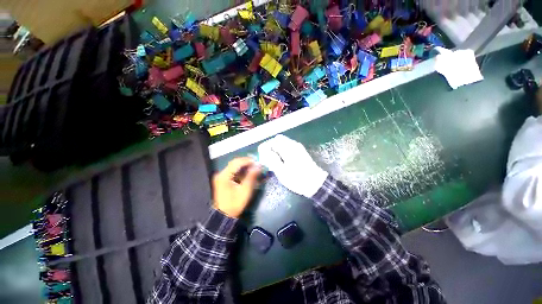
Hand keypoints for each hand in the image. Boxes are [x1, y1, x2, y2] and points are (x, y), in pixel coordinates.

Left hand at [213, 157, 260, 217]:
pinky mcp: (223, 179)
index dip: (247, 160)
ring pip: (234, 166)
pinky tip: (247, 173)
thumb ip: (251, 177)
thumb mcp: (245, 190)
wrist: (224, 215)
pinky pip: (233, 171)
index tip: (257, 162)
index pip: (236, 163)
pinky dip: (241, 171)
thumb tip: (258, 166)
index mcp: (224, 175)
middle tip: (256, 164)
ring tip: (254, 168)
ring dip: (244, 166)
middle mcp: (221, 173)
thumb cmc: (235, 204)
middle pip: (235, 163)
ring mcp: (221, 176)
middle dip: (246, 162)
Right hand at [258, 135, 327, 197]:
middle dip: (271, 147)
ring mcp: (298, 147)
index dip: (265, 147)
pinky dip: (282, 150)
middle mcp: (293, 144)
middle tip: (267, 158)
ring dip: (276, 149)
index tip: (262, 156)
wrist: (316, 183)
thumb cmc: (298, 179)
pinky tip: (282, 160)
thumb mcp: (282, 171)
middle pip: (278, 139)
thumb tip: (264, 150)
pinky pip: (288, 146)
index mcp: (288, 148)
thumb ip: (272, 159)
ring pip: (283, 142)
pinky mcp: (300, 151)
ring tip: (274, 160)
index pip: (273, 141)